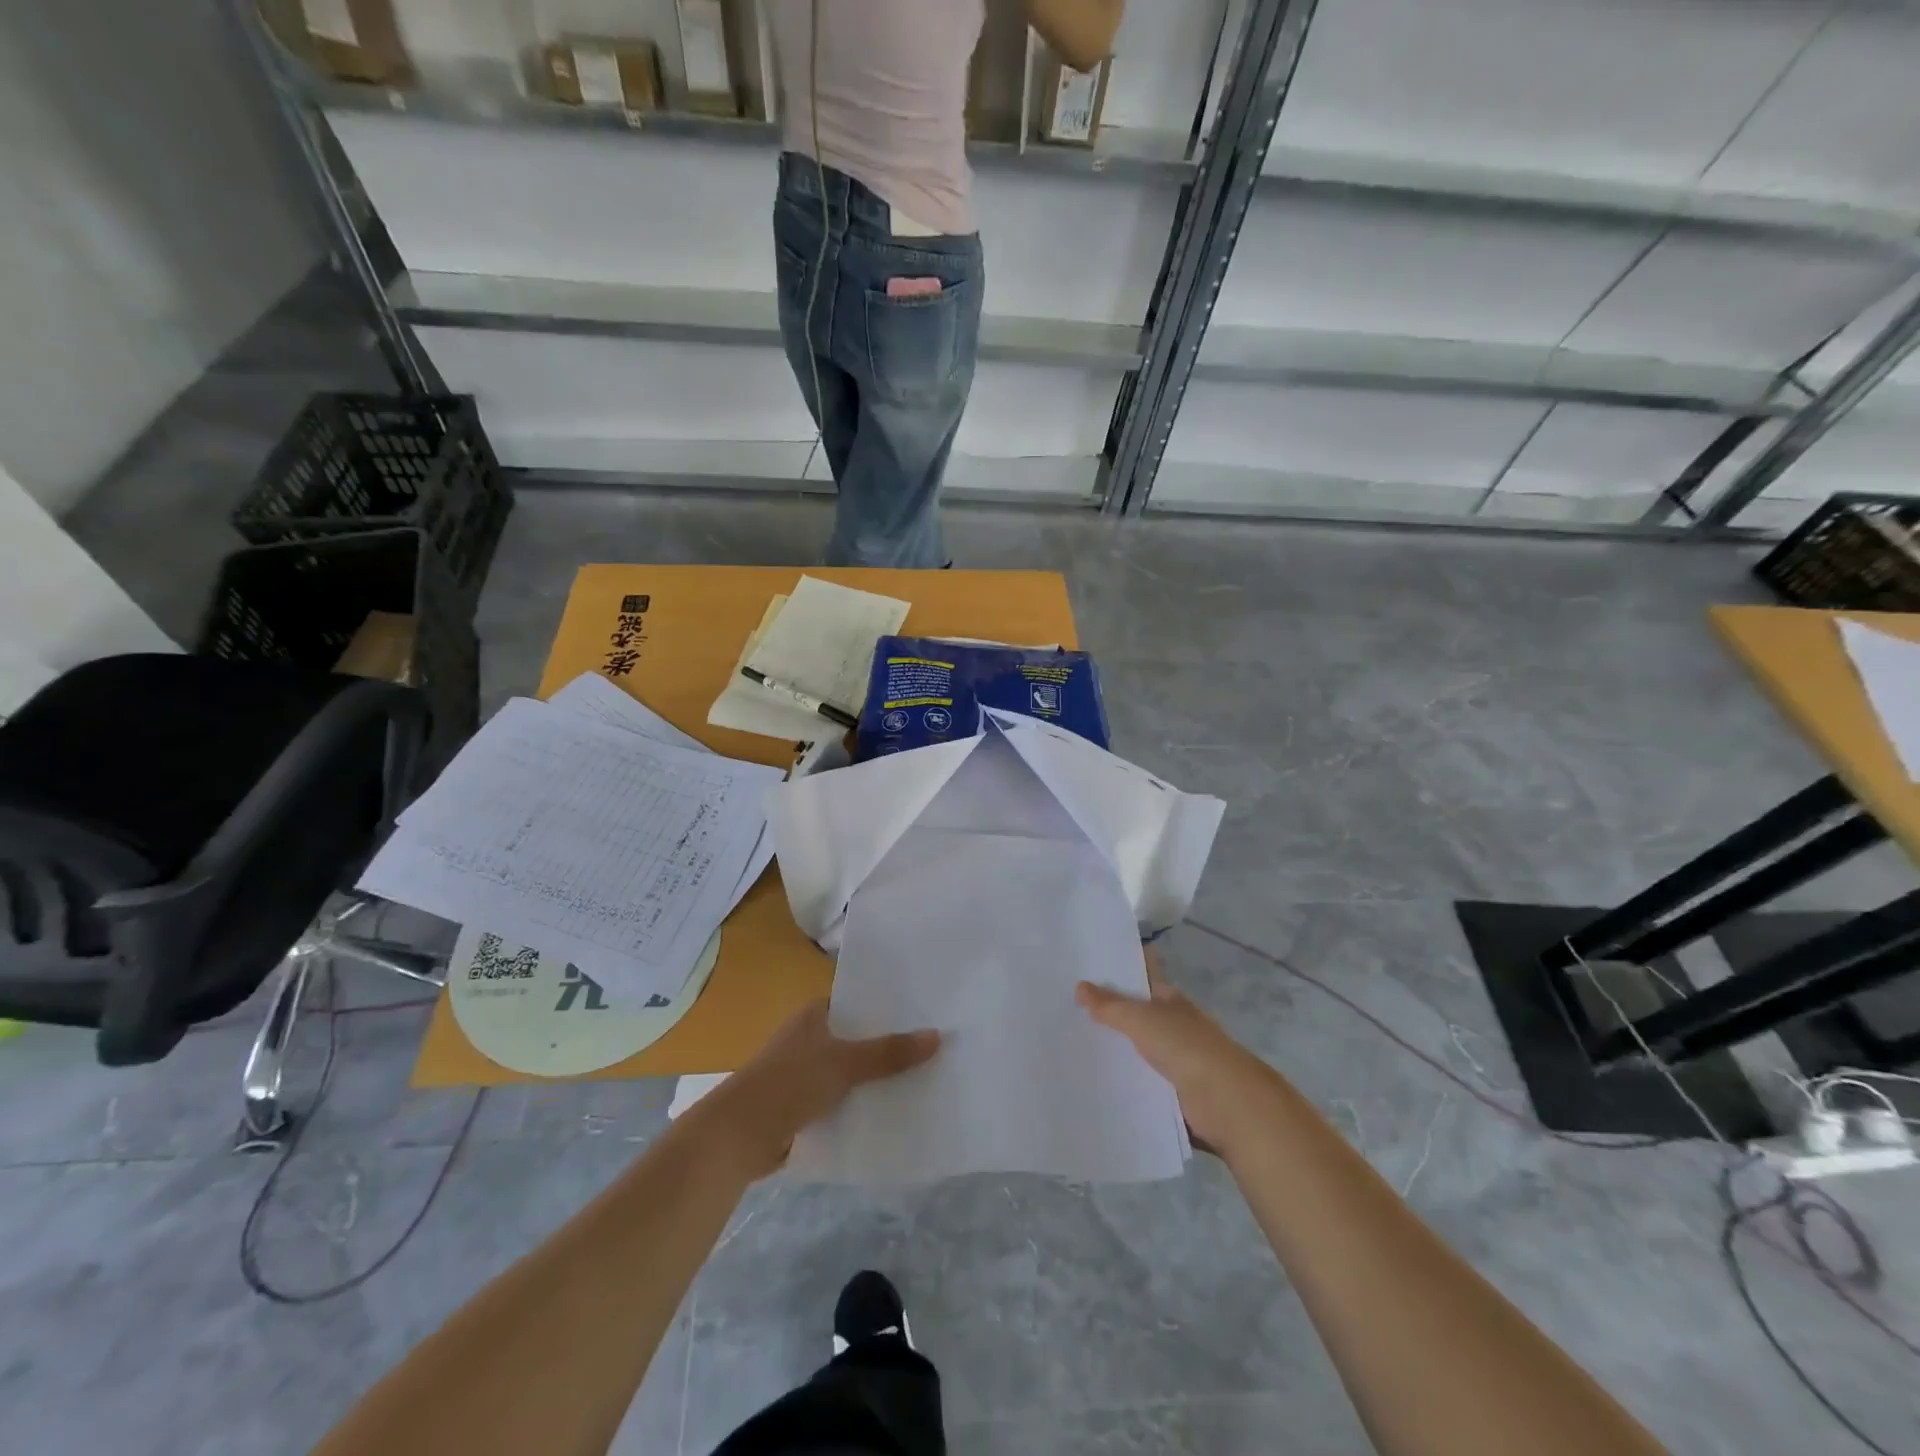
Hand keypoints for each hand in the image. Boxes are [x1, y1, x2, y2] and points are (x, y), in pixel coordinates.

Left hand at [700, 1001, 939, 1179]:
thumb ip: (889, 1052)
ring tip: (923, 1076)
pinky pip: (842, 1097)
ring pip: (851, 1069)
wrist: (738, 1135)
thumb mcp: (845, 1064)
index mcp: (815, 1014)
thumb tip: (937, 1036)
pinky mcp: (803, 1104)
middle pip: (858, 1037)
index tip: (925, 1011)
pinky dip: (861, 1102)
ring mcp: (805, 1072)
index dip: (889, 1007)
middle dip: (888, 1043)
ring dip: (876, 1076)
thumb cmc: (790, 1083)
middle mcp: (810, 1037)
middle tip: (934, 1045)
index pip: (859, 1002)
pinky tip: (892, 1108)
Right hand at [1076, 971, 1273, 1157]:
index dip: (1117, 971)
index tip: (1084, 969)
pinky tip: (1093, 1078)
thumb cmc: (1184, 1046)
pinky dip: (1121, 1078)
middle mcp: (1172, 1024)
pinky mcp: (1170, 1090)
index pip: (1141, 977)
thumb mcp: (1141, 1019)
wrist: (1224, 1101)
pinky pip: (1139, 1079)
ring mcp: (1173, 1057)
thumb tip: (1080, 986)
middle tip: (1065, 1007)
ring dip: (1113, 1047)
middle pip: (1135, 1013)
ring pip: (1135, 1047)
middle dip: (1107, 1011)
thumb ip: (1110, 1005)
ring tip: (1070, 1043)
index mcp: (1169, 998)